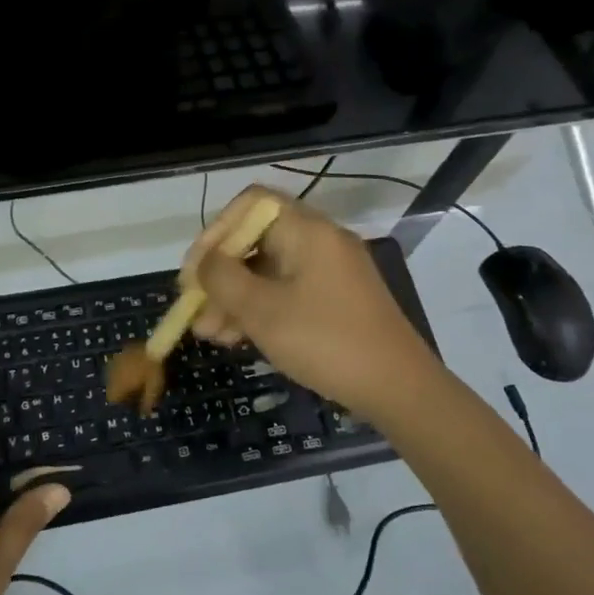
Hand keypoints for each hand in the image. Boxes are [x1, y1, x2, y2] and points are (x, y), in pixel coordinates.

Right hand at [181, 185, 441, 425]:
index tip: (195, 271)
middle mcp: (320, 241)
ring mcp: (330, 271)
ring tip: (209, 334)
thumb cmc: (326, 342)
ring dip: (234, 298)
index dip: (215, 231)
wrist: (399, 389)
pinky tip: (237, 338)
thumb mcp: (262, 311)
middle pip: (256, 239)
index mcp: (307, 230)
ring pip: (268, 270)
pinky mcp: (336, 299)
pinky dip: (260, 308)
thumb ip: (223, 279)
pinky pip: (287, 290)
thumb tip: (203, 263)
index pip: (250, 204)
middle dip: (220, 274)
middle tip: (194, 309)